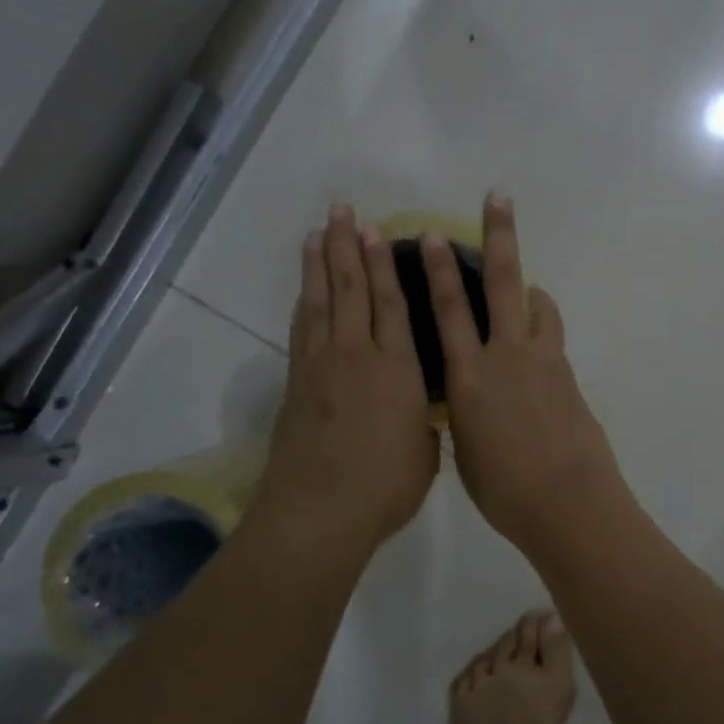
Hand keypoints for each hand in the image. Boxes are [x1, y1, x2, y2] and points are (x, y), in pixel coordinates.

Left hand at [254, 205, 439, 558]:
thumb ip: (424, 422)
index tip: (380, 231)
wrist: (321, 511)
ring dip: (320, 264)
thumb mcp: (425, 453)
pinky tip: (305, 288)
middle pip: (351, 290)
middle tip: (343, 211)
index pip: (392, 304)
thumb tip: (420, 411)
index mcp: (398, 369)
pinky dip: (304, 303)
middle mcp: (358, 356)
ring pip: (321, 302)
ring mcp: (322, 367)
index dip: (385, 265)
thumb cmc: (385, 486)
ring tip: (318, 231)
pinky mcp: (297, 383)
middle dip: (348, 247)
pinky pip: (301, 329)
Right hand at [422, 194, 623, 554]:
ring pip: (535, 304)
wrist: (568, 504)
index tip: (431, 234)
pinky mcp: (568, 373)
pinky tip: (535, 338)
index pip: (448, 311)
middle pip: (501, 283)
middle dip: (498, 237)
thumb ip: (464, 415)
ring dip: (527, 284)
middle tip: (498, 198)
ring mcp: (543, 361)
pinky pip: (551, 336)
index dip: (437, 270)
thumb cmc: (505, 491)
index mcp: (467, 378)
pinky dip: (541, 324)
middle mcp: (504, 356)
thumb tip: (469, 402)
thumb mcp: (466, 452)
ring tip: (522, 280)